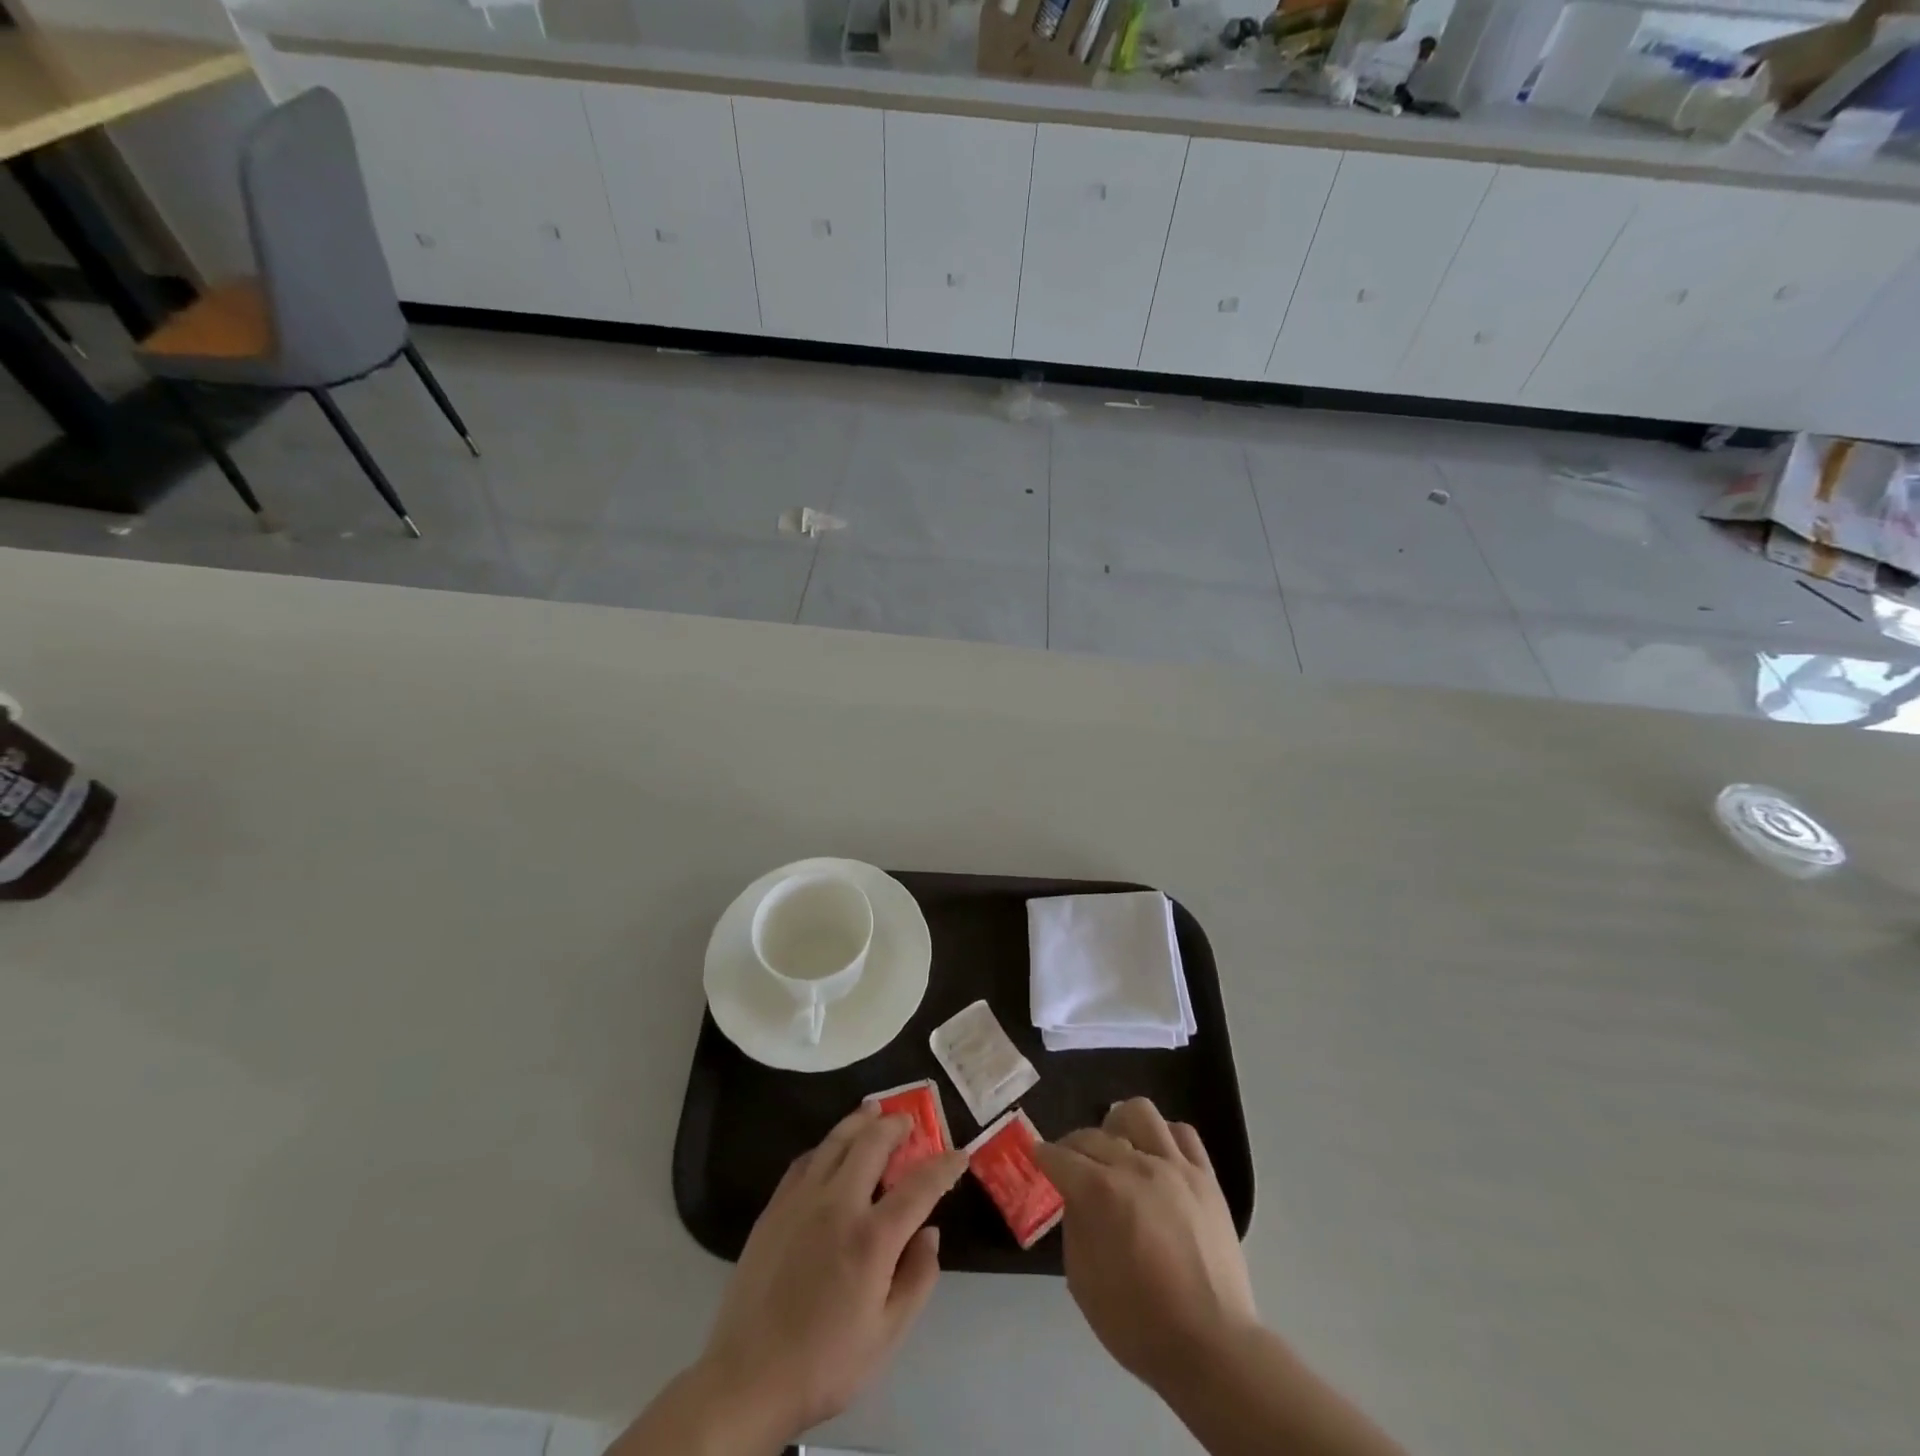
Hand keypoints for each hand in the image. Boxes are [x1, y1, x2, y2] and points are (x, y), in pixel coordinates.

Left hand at [687, 1104, 967, 1447]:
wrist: (748, 1378)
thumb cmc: (825, 1362)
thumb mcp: (886, 1336)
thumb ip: (917, 1279)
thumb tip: (930, 1233)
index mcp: (871, 1238)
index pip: (919, 1186)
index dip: (943, 1167)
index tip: (958, 1154)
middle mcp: (838, 1204)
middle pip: (872, 1143)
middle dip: (896, 1126)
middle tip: (909, 1121)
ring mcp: (802, 1200)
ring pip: (835, 1141)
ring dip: (859, 1121)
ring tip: (873, 1110)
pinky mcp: (775, 1207)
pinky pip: (806, 1160)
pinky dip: (826, 1146)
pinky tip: (831, 1149)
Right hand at [1034, 1098, 1256, 1397]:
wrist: (1211, 1346)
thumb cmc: (1138, 1323)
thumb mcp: (1082, 1281)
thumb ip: (1075, 1226)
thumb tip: (1076, 1198)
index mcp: (1101, 1192)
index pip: (1061, 1156)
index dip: (1043, 1155)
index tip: (1037, 1156)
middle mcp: (1136, 1166)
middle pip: (1093, 1135)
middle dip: (1074, 1147)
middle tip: (1072, 1166)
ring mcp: (1175, 1167)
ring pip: (1139, 1113)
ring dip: (1119, 1126)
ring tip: (1118, 1149)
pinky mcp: (1206, 1177)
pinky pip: (1183, 1133)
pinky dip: (1164, 1137)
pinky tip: (1157, 1158)